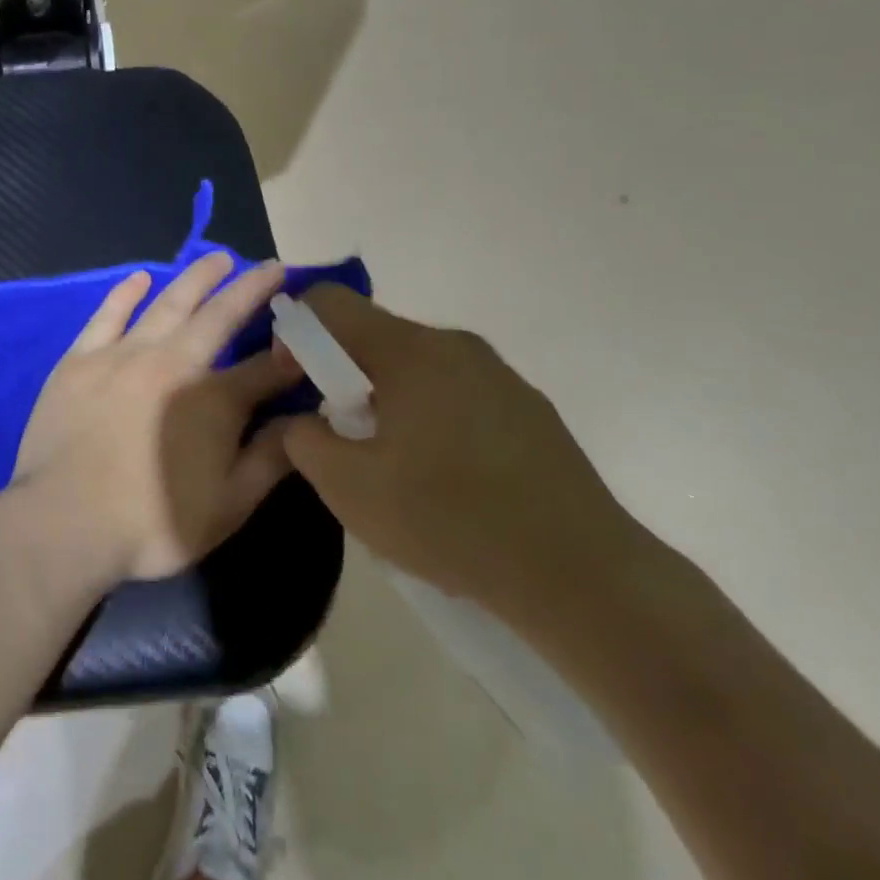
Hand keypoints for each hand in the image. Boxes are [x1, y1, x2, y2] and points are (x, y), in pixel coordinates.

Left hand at [9, 252, 303, 582]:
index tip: (308, 330)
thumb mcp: (228, 505)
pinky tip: (140, 278)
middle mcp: (171, 362)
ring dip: (195, 278)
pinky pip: (108, 315)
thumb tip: (304, 419)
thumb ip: (269, 458)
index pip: (264, 367)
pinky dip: (126, 293)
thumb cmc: (152, 524)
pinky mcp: (80, 359)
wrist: (63, 521)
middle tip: (266, 265)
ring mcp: (122, 354)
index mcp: (212, 399)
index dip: (291, 349)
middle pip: (218, 316)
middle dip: (247, 288)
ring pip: (167, 304)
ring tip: (217, 259)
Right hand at [266, 285, 649, 628]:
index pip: (330, 302)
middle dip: (341, 373)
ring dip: (385, 398)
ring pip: (415, 365)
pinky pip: (455, 391)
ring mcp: (499, 375)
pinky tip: (443, 478)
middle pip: (374, 334)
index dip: (294, 330)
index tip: (295, 381)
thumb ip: (304, 441)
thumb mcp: (349, 489)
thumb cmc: (452, 521)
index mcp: (410, 351)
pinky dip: (428, 415)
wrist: (585, 577)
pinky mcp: (528, 408)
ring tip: (392, 463)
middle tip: (341, 434)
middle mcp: (455, 346)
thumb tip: (304, 421)